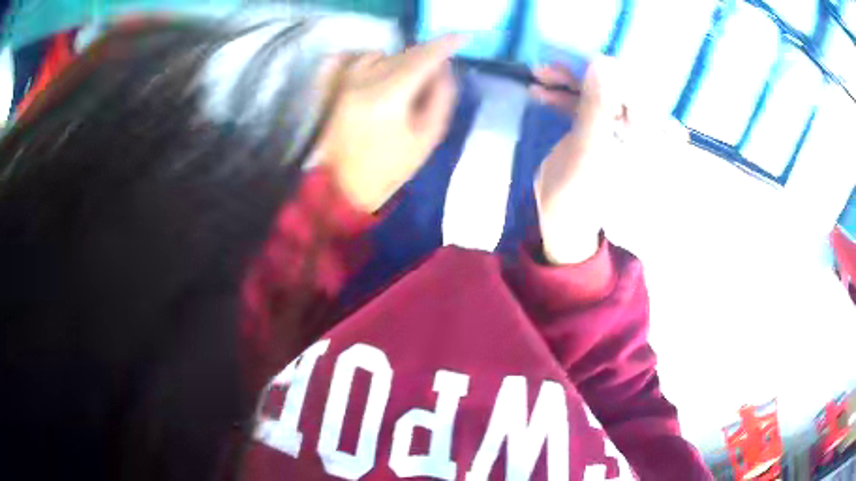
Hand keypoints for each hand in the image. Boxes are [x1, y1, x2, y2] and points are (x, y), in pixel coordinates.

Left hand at [318, 35, 465, 212]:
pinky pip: (359, 59)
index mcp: (388, 96)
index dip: (444, 45)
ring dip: (400, 61)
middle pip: (402, 54)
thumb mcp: (427, 137)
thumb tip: (443, 68)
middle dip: (425, 56)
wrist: (343, 185)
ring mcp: (345, 81)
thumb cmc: (389, 168)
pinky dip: (376, 61)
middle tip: (436, 71)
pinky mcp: (334, 86)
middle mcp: (364, 80)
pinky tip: (382, 73)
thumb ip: (441, 97)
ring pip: (382, 54)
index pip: (422, 58)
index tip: (461, 38)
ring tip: (407, 81)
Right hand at [530, 57, 627, 264]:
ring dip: (569, 80)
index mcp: (650, 139)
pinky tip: (539, 90)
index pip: (640, 89)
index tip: (585, 60)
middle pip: (617, 85)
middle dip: (585, 73)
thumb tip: (604, 62)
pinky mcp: (599, 125)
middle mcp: (640, 128)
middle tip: (554, 66)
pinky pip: (584, 100)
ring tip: (540, 74)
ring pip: (598, 89)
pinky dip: (562, 93)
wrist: (561, 215)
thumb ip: (599, 108)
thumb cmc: (579, 194)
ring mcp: (619, 125)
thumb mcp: (590, 152)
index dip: (614, 70)